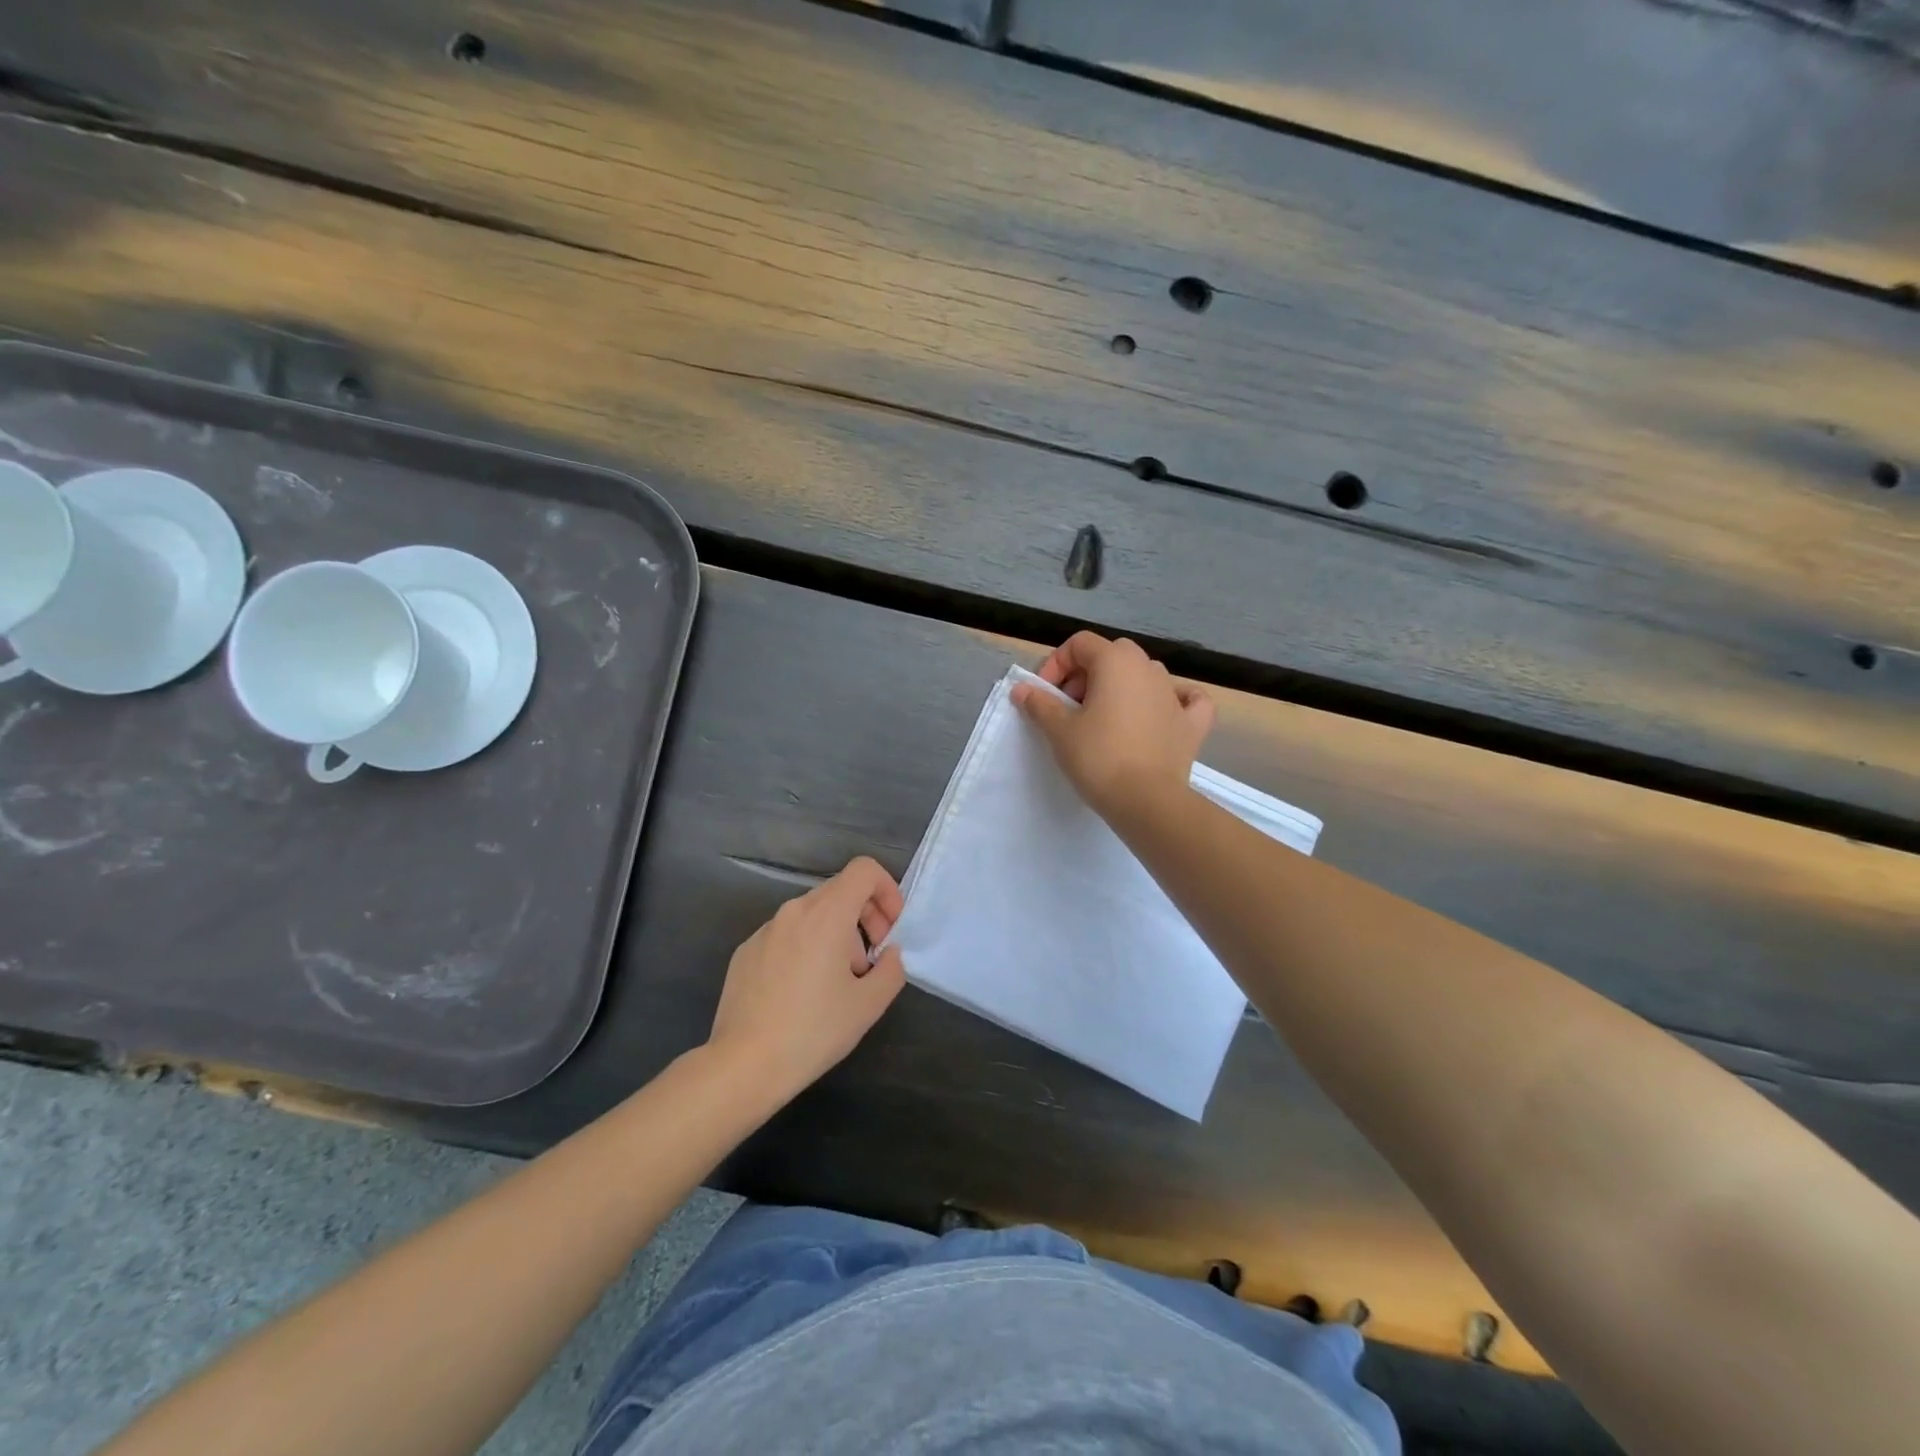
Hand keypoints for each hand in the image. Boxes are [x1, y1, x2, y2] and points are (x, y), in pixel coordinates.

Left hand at [706, 856, 907, 1104]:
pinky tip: (802, 994)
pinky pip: (787, 935)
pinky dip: (806, 948)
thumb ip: (892, 969)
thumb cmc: (813, 1031)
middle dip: (865, 918)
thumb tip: (889, 954)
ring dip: (837, 936)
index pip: (864, 870)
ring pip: (813, 915)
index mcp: (826, 914)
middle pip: (840, 891)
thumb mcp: (869, 1004)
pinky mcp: (746, 951)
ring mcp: (765, 930)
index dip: (887, 890)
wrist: (743, 1065)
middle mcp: (794, 911)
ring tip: (837, 983)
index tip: (891, 929)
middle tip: (871, 961)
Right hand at [1011, 632, 1214, 824]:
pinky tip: (1163, 712)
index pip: (1080, 644)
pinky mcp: (1192, 723)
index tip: (1045, 695)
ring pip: (1144, 675)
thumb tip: (1022, 689)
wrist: (1146, 801)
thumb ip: (1040, 704)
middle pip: (1112, 655)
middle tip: (1069, 708)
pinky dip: (1173, 700)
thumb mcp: (1060, 730)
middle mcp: (1149, 668)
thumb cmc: (1098, 758)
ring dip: (1121, 687)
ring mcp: (1175, 694)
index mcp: (1116, 661)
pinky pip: (1186, 699)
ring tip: (1103, 718)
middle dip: (1086, 675)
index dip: (1056, 664)